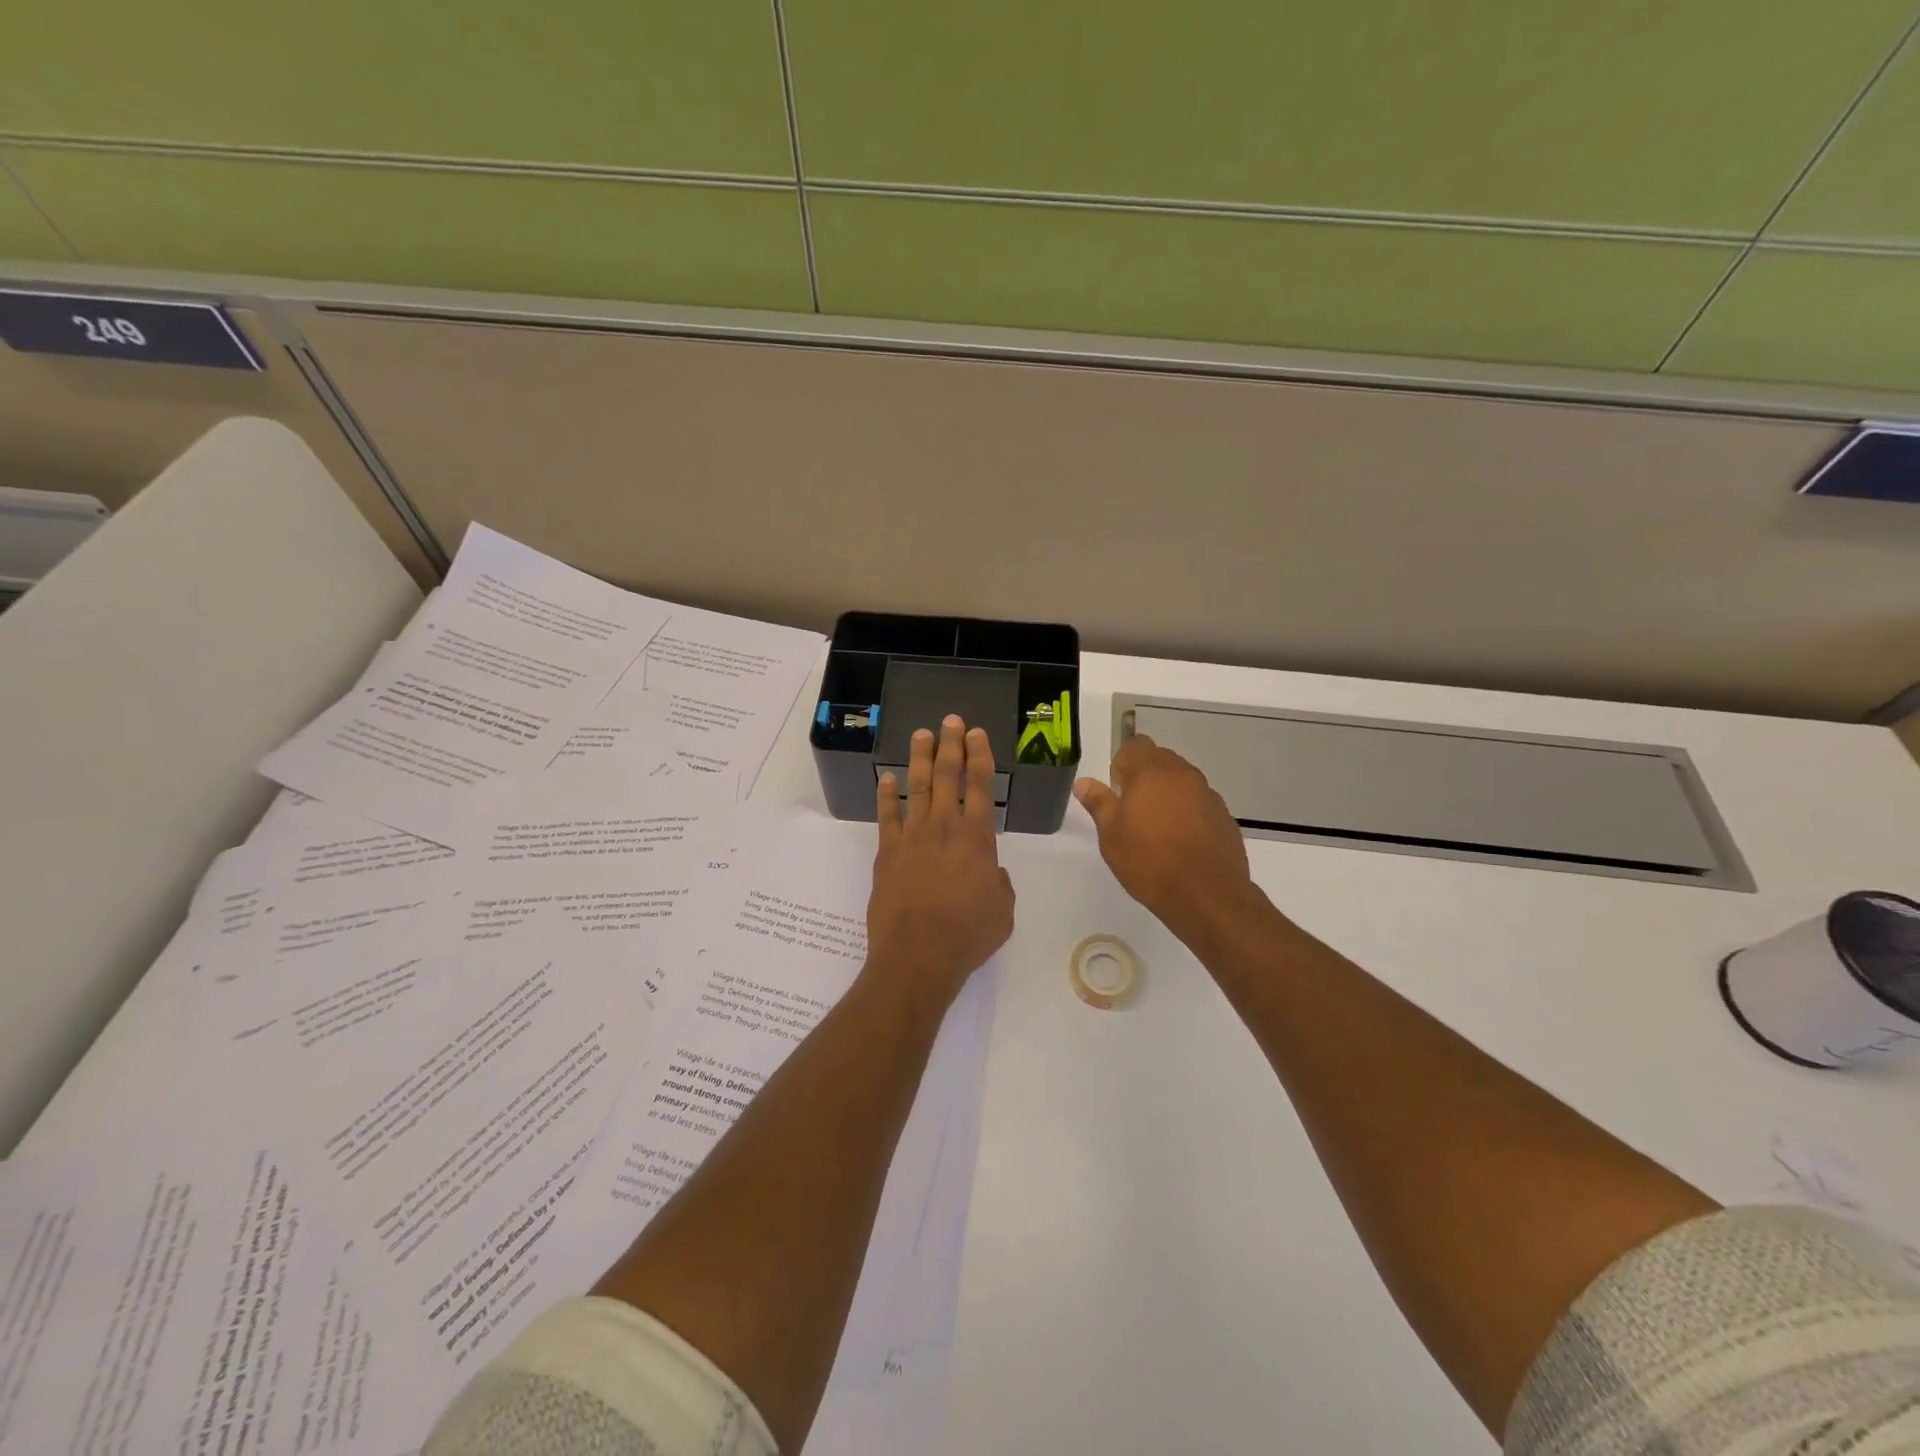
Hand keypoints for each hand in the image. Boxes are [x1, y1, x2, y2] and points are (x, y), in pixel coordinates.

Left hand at [868, 715, 1015, 1004]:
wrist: (918, 954)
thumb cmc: (968, 935)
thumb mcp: (1002, 911)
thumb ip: (999, 885)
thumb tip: (991, 873)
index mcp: (977, 838)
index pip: (979, 786)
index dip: (979, 756)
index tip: (977, 734)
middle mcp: (944, 827)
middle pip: (948, 776)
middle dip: (951, 745)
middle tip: (950, 721)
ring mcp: (912, 837)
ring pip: (917, 788)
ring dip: (921, 759)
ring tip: (921, 735)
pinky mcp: (887, 852)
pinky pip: (887, 816)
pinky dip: (886, 795)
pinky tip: (885, 778)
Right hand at [1074, 734, 1260, 944]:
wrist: (1205, 895)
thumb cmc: (1148, 860)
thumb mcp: (1111, 833)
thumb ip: (1098, 802)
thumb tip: (1083, 782)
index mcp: (1153, 771)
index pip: (1136, 745)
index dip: (1123, 763)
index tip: (1117, 791)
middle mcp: (1184, 774)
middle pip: (1161, 760)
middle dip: (1145, 777)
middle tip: (1133, 811)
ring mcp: (1208, 795)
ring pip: (1182, 782)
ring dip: (1168, 795)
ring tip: (1157, 830)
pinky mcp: (1225, 817)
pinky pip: (1199, 804)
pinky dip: (1188, 814)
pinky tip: (1181, 844)